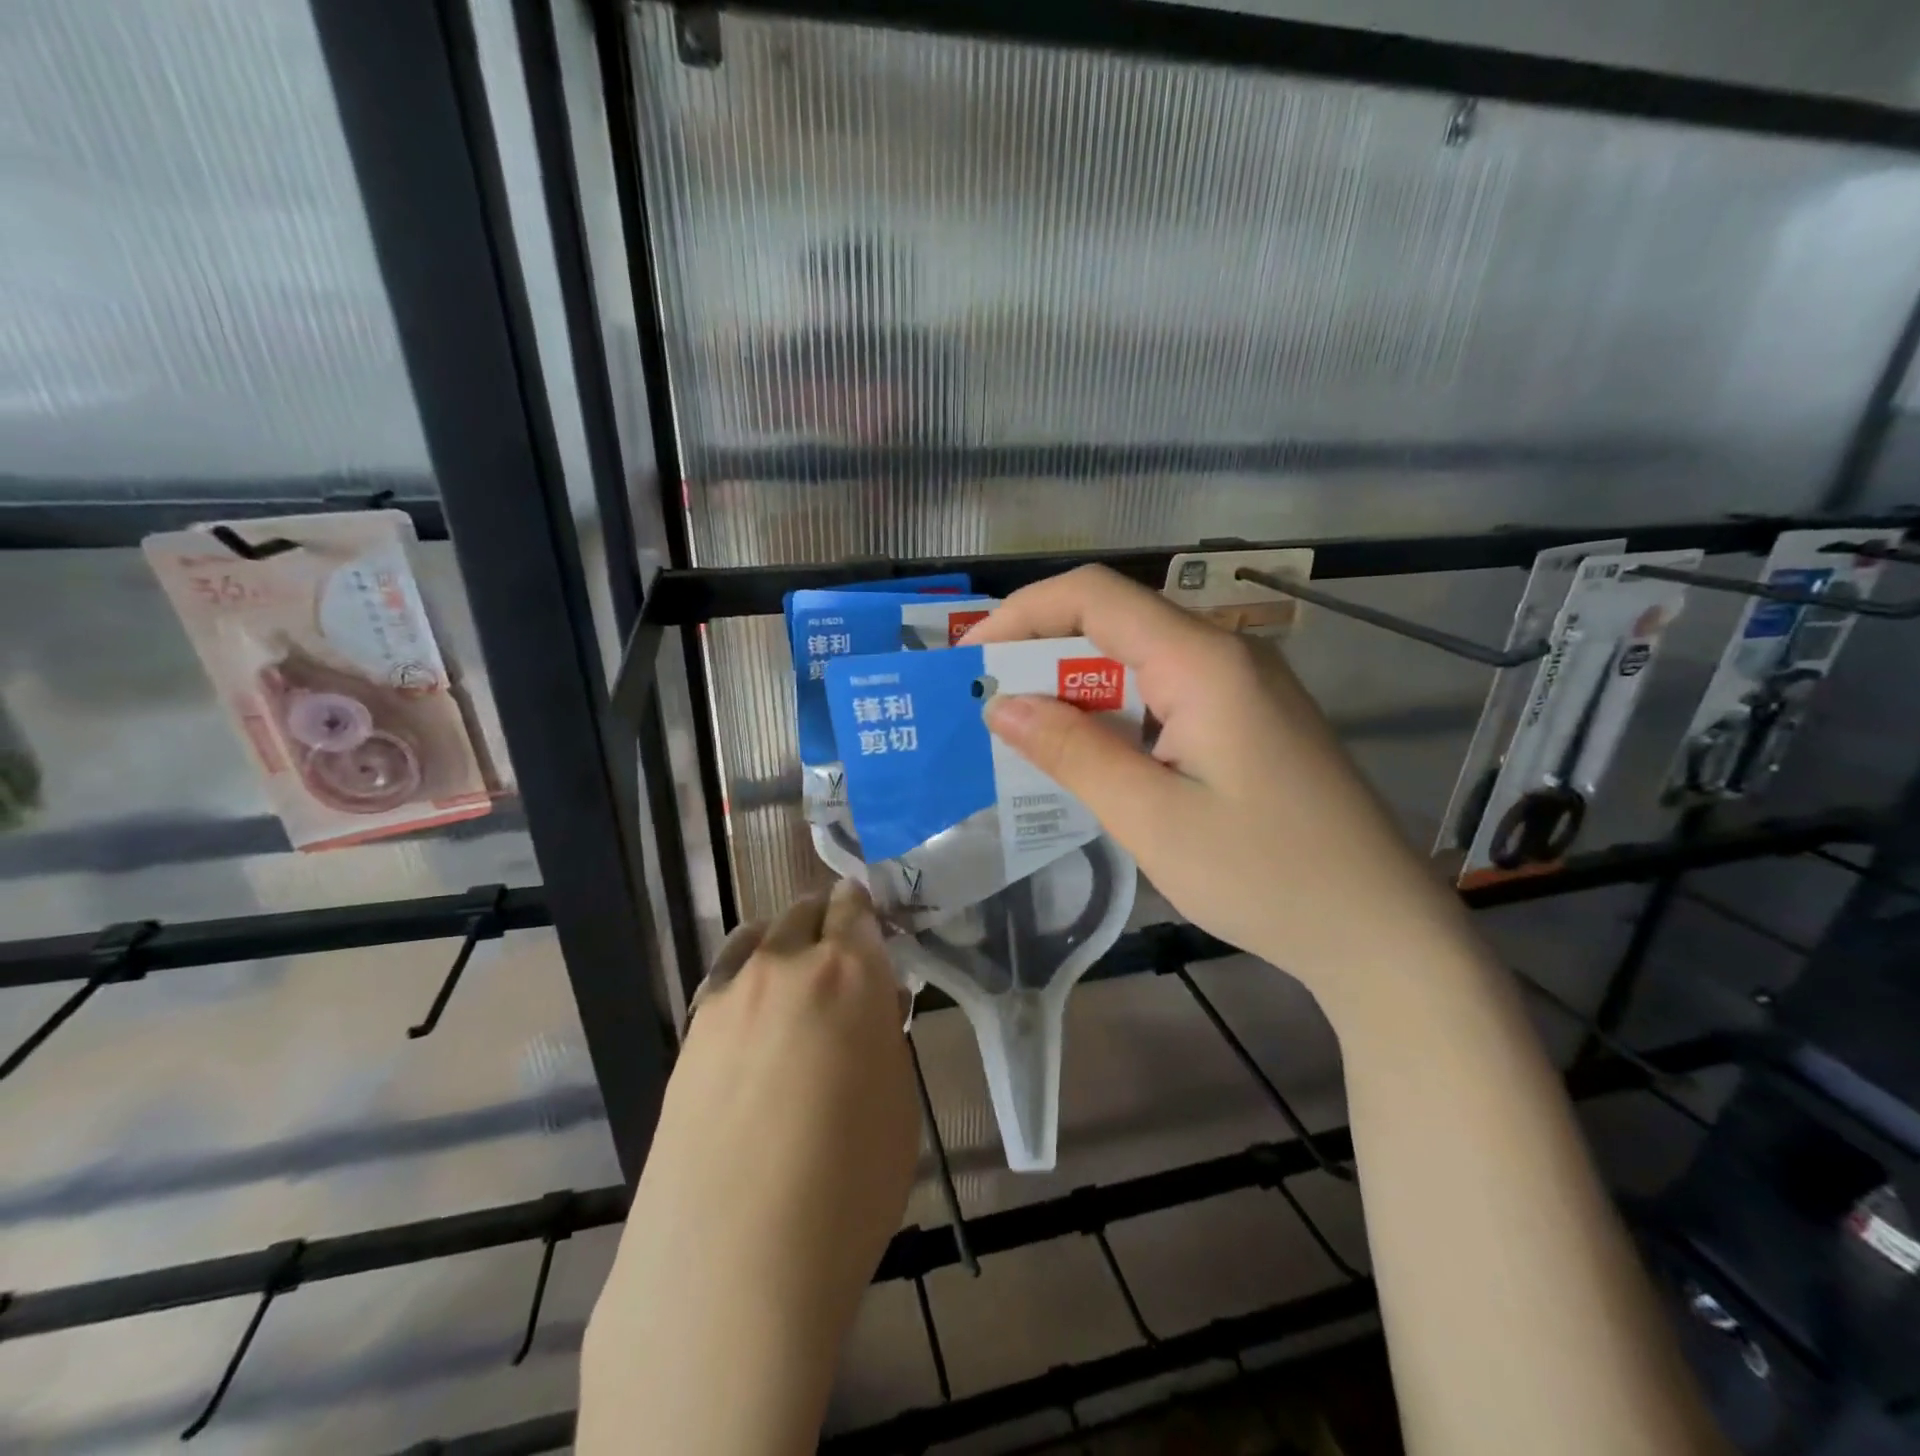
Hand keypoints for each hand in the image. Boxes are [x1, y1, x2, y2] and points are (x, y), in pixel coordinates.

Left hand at [582, 880, 917, 1454]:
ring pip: (757, 936)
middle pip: (804, 913)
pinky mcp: (689, 1033)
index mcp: (850, 972)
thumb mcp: (898, 1106)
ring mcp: (728, 995)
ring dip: (780, 943)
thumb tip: (874, 1006)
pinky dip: (743, 979)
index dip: (864, 909)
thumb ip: (884, 1037)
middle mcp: (786, 965)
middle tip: (840, 961)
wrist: (730, 1264)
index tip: (871, 924)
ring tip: (792, 981)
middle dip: (826, 922)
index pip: (856, 908)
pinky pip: (722, 979)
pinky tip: (750, 1024)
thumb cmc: (847, 1188)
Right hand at [962, 565, 1469, 1003]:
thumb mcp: (1152, 818)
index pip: (1095, 596)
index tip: (972, 660)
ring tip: (1026, 737)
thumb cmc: (1266, 875)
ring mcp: (1245, 685)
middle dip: (1043, 656)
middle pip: (1116, 622)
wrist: (1381, 931)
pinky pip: (1167, 694)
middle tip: (988, 707)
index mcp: (1205, 661)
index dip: (1022, 614)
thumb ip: (1073, 752)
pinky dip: (1117, 716)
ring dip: (1078, 691)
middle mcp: (1227, 653)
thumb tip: (1001, 705)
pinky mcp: (1251, 719)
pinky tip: (1093, 759)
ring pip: (1139, 660)